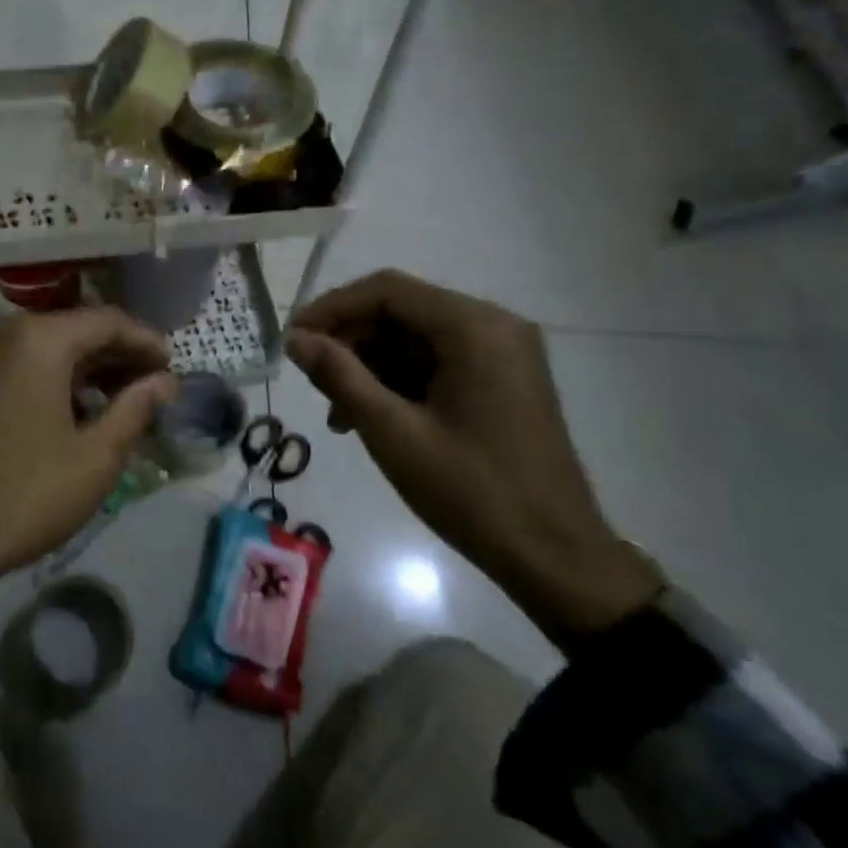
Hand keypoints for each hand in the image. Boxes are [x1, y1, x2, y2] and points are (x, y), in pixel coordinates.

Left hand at [0, 309, 174, 688]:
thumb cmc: (26, 494)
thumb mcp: (96, 457)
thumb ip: (136, 408)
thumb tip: (164, 382)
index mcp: (37, 338)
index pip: (108, 322)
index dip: (147, 342)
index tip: (174, 368)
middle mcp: (4, 329)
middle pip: (77, 328)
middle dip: (119, 355)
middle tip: (155, 386)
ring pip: (49, 345)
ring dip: (88, 367)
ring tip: (124, 400)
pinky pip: (23, 360)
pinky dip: (56, 375)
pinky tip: (79, 406)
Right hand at [287, 271, 662, 646]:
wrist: (555, 557)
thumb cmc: (472, 492)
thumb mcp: (393, 433)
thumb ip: (339, 376)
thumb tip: (295, 339)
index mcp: (474, 328)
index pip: (387, 290)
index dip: (331, 308)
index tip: (292, 340)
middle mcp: (493, 326)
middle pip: (401, 311)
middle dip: (350, 342)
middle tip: (311, 381)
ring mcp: (501, 353)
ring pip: (414, 338)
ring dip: (369, 366)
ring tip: (337, 413)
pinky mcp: (501, 379)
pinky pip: (435, 361)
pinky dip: (398, 381)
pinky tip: (370, 417)